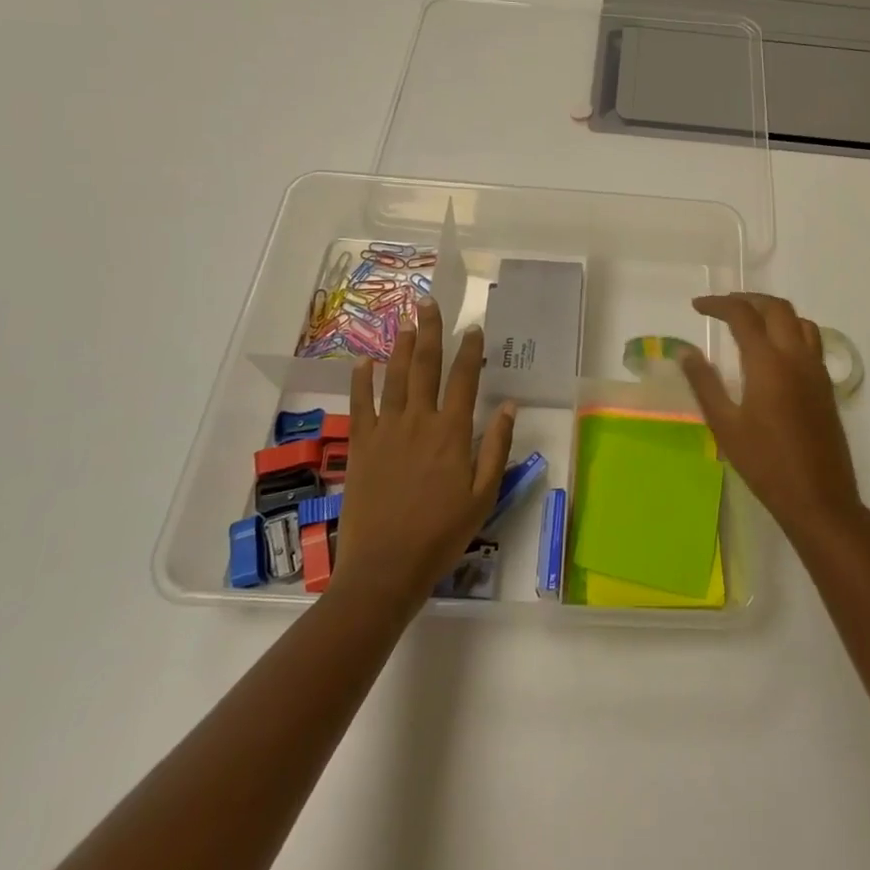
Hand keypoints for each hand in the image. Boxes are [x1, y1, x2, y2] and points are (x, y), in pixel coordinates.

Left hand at [337, 298, 516, 605]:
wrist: (386, 567)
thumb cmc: (442, 533)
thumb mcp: (484, 494)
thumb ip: (496, 446)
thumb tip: (509, 405)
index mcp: (452, 432)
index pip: (465, 379)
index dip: (471, 350)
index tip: (474, 327)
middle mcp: (419, 421)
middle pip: (425, 366)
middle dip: (429, 331)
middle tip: (429, 302)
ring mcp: (386, 430)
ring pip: (394, 377)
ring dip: (400, 346)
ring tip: (405, 321)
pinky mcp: (361, 445)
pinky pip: (361, 404)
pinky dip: (361, 380)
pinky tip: (363, 360)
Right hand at [679, 293, 862, 542]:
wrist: (819, 498)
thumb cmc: (765, 464)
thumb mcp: (725, 425)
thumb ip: (704, 383)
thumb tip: (685, 351)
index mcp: (768, 362)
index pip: (742, 315)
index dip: (718, 305)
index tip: (697, 307)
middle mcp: (796, 356)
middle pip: (776, 308)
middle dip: (747, 299)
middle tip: (722, 307)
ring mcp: (816, 369)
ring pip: (799, 320)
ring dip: (773, 311)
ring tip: (750, 321)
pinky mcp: (826, 385)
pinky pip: (811, 340)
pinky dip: (791, 329)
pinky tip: (776, 350)